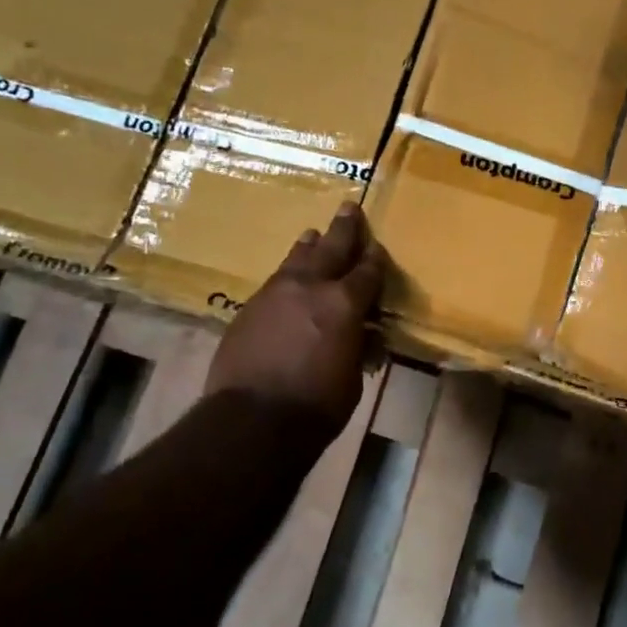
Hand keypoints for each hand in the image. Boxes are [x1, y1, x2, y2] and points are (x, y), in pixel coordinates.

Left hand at [206, 202, 384, 433]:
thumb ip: (358, 347)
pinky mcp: (248, 308)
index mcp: (345, 303)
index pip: (367, 272)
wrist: (252, 418)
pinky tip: (287, 279)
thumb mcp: (352, 377)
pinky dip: (287, 275)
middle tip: (349, 207)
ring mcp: (275, 294)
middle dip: (343, 228)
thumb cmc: (317, 404)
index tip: (378, 247)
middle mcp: (310, 287)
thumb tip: (361, 334)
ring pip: (296, 259)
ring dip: (308, 246)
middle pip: (331, 248)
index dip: (376, 259)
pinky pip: (274, 282)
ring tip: (312, 234)